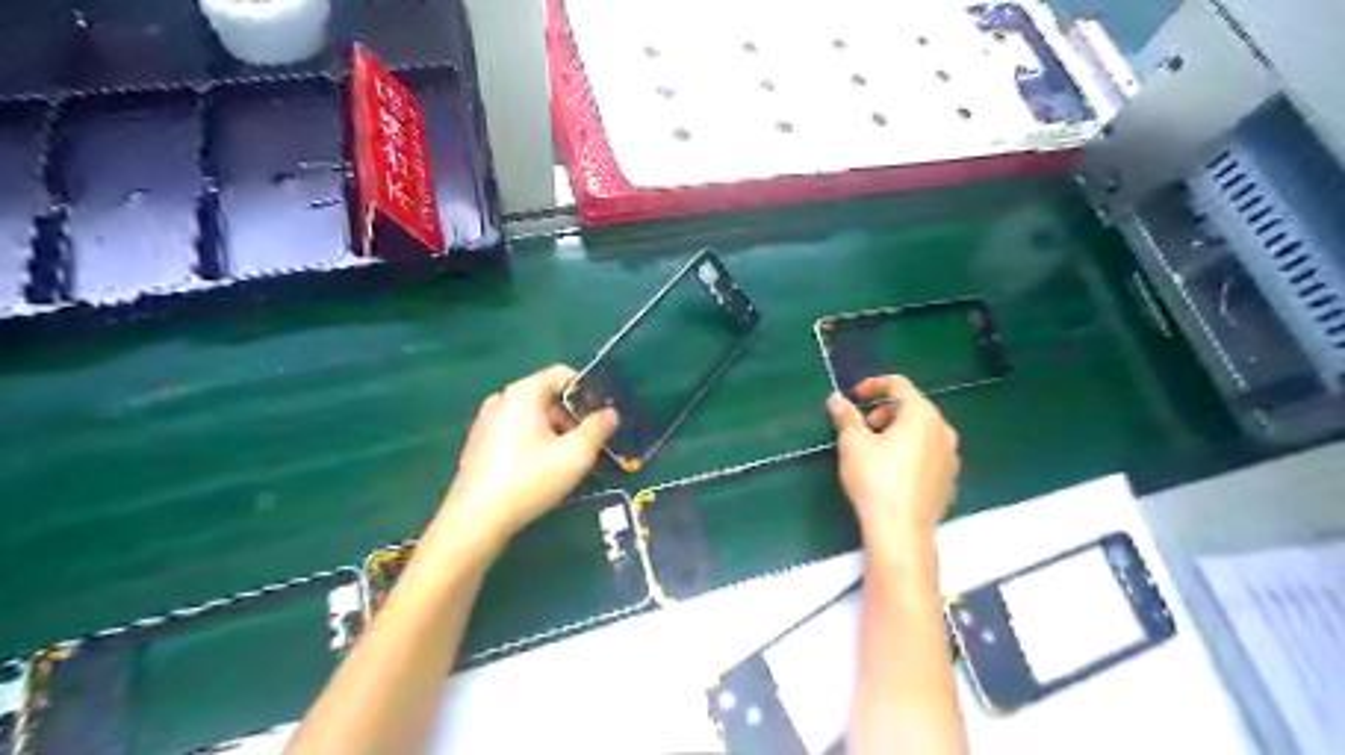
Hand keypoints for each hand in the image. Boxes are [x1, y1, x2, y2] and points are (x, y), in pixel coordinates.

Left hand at [437, 364, 619, 547]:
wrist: (476, 519)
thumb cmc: (529, 480)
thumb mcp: (575, 455)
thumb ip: (598, 429)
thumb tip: (610, 413)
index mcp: (522, 393)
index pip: (563, 374)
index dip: (588, 391)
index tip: (601, 417)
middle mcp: (501, 399)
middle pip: (548, 397)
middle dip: (572, 418)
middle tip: (588, 445)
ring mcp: (486, 421)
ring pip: (533, 417)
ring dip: (555, 433)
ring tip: (568, 462)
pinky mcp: (479, 443)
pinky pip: (516, 431)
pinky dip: (534, 443)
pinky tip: (541, 471)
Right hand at [827, 375, 959, 552]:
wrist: (901, 531)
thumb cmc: (876, 479)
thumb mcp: (853, 444)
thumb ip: (846, 417)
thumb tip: (836, 399)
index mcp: (922, 415)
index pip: (899, 385)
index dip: (873, 385)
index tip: (854, 396)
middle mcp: (943, 430)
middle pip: (911, 408)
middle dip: (883, 413)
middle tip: (861, 430)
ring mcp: (950, 457)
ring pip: (921, 433)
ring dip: (896, 433)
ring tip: (873, 452)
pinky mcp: (949, 481)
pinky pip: (927, 455)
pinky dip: (909, 453)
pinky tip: (891, 473)